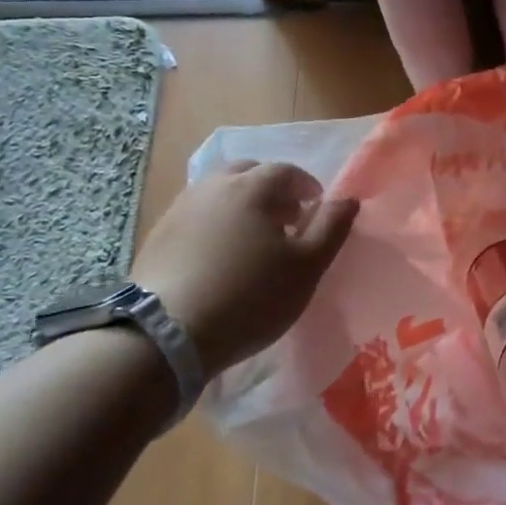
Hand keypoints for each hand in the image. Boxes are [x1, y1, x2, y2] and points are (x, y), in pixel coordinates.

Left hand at [131, 161, 357, 373]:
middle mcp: (213, 186)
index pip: (287, 171)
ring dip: (241, 204)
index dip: (307, 187)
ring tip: (252, 239)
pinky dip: (214, 223)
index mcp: (253, 187)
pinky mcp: (158, 235)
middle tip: (285, 219)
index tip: (316, 210)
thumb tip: (348, 199)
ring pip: (218, 192)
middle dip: (271, 189)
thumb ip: (332, 227)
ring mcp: (180, 208)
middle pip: (248, 172)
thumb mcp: (307, 266)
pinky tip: (219, 256)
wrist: (167, 333)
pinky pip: (196, 215)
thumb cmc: (251, 296)